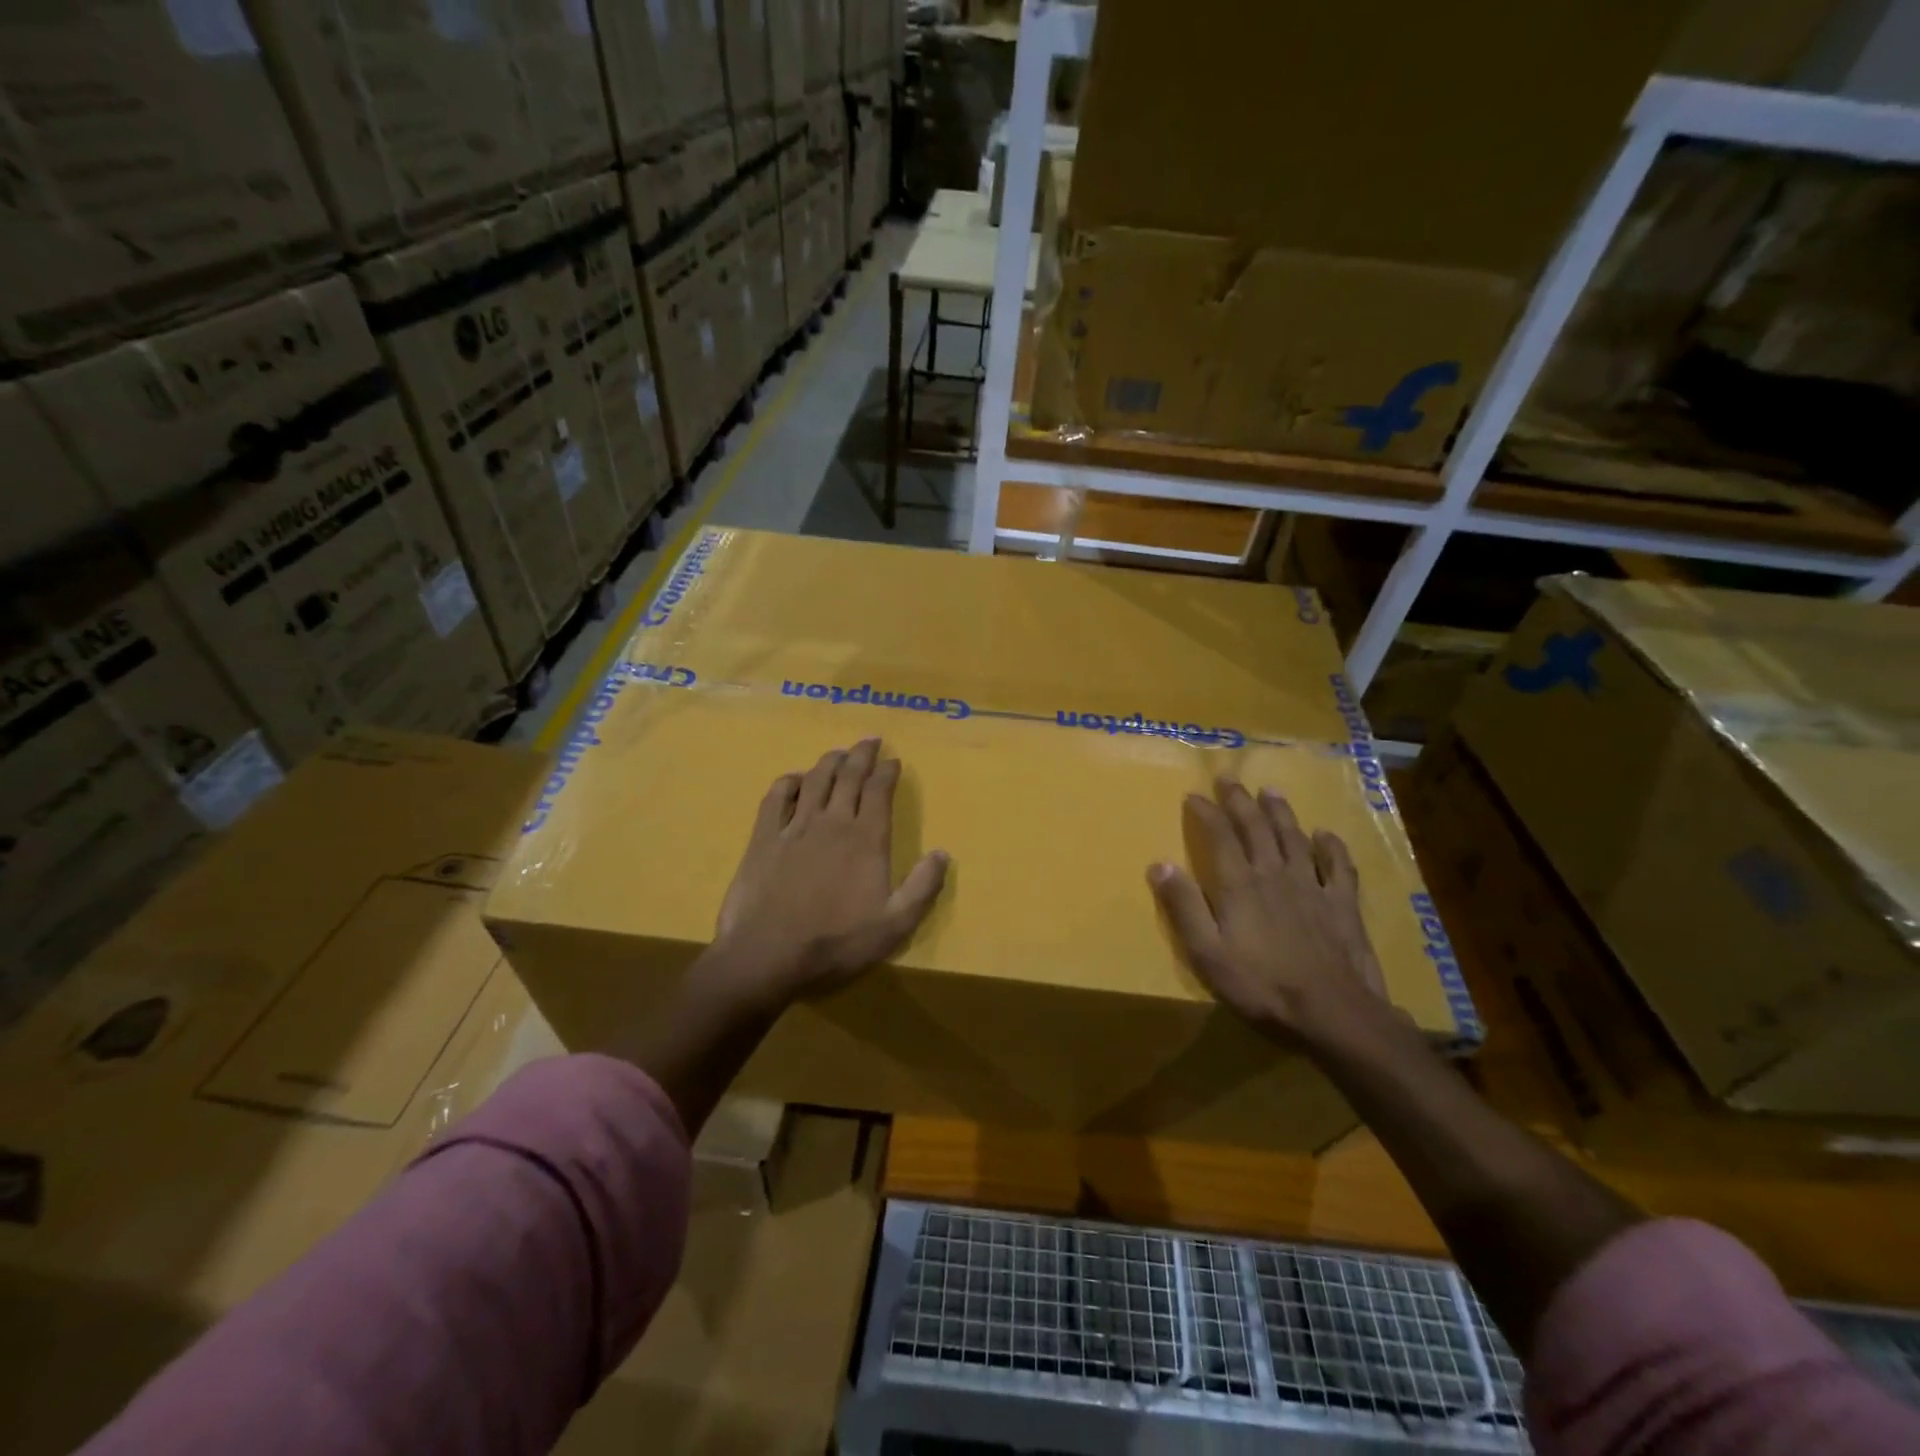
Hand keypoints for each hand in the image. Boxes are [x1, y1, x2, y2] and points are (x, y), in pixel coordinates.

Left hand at [715, 738, 948, 1006]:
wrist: (768, 955)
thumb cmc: (837, 942)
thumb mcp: (895, 926)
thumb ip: (923, 887)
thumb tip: (943, 853)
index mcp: (867, 839)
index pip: (880, 791)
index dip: (888, 771)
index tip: (894, 760)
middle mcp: (833, 822)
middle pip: (849, 776)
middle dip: (862, 754)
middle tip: (870, 740)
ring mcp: (795, 827)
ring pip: (816, 779)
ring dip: (830, 761)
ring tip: (839, 752)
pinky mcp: (764, 838)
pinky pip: (776, 798)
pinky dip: (789, 782)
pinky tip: (795, 779)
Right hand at [1148, 778, 1389, 1048]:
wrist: (1333, 1013)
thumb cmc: (1261, 986)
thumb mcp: (1207, 953)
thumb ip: (1184, 907)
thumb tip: (1160, 864)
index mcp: (1239, 884)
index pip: (1219, 836)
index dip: (1206, 812)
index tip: (1193, 794)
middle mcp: (1274, 874)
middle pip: (1255, 827)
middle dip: (1239, 800)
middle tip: (1228, 777)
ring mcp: (1312, 886)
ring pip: (1294, 838)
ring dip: (1280, 812)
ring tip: (1270, 790)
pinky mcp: (1343, 905)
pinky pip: (1338, 866)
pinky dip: (1331, 847)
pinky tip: (1326, 835)